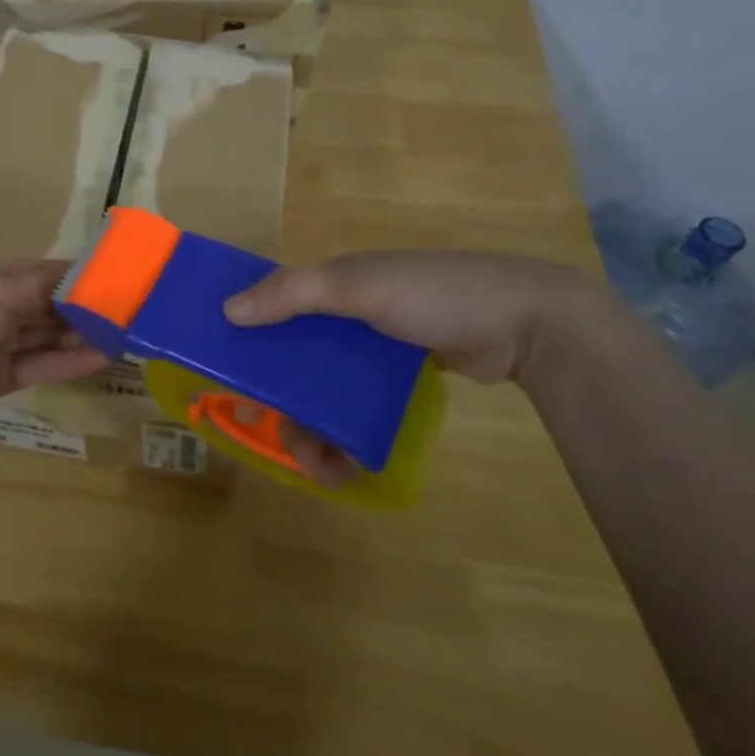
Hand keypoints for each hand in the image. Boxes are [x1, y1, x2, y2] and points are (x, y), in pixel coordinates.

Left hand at [0, 260, 107, 443]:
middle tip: (132, 311)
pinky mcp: (1, 379)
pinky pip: (41, 365)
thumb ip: (41, 285)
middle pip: (51, 304)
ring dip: (83, 335)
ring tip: (125, 335)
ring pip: (49, 335)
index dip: (81, 274)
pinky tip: (101, 359)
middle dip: (87, 307)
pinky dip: (69, 361)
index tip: (120, 277)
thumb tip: (83, 272)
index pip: (46, 272)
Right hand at [223, 251, 600, 484]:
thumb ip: (293, 293)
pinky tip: (351, 463)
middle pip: (295, 363)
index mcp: (332, 284)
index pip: (274, 309)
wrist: (526, 323)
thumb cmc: (432, 294)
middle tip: (284, 441)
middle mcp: (346, 316)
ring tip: (324, 471)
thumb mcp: (358, 285)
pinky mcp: (400, 380)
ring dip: (315, 432)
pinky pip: (358, 408)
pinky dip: (348, 434)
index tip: (232, 383)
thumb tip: (229, 310)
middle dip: (285, 406)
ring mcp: (375, 351)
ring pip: (326, 392)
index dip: (249, 341)